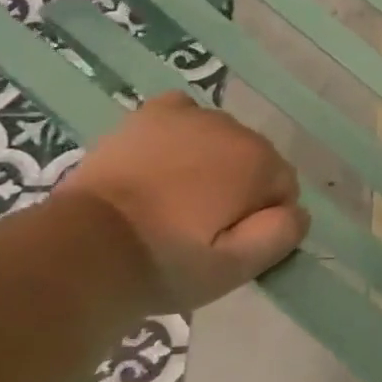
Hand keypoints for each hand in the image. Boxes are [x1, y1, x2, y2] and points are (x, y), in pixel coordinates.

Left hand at [54, 93, 309, 314]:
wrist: (84, 249)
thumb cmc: (167, 263)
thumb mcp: (237, 268)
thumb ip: (282, 234)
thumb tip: (297, 210)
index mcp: (259, 162)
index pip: (283, 188)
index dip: (261, 219)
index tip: (230, 242)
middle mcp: (232, 129)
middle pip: (253, 160)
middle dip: (238, 187)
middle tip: (201, 225)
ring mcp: (188, 117)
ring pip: (220, 139)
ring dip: (211, 162)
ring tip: (176, 199)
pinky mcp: (149, 116)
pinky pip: (183, 112)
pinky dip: (183, 132)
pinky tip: (166, 159)